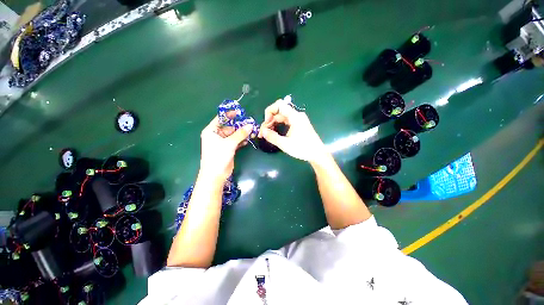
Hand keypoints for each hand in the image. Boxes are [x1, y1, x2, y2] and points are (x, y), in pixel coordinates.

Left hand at [199, 116, 252, 181]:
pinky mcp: (228, 148)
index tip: (240, 112)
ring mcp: (223, 142)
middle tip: (250, 124)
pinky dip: (241, 140)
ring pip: (234, 134)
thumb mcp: (229, 143)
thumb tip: (251, 125)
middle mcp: (216, 135)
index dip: (230, 115)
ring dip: (242, 133)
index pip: (221, 119)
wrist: (216, 174)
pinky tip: (248, 139)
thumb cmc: (218, 156)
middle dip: (239, 126)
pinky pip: (236, 141)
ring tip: (252, 132)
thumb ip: (240, 133)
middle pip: (229, 127)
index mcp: (211, 131)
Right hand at [258, 97, 327, 162]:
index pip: (279, 105)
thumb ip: (272, 137)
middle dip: (269, 121)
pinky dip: (278, 126)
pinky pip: (286, 122)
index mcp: (295, 116)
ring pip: (281, 117)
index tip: (266, 123)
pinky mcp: (298, 125)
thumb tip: (262, 131)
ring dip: (273, 124)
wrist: (317, 154)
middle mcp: (296, 115)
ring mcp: (298, 120)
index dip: (269, 111)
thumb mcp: (285, 144)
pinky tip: (274, 133)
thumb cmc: (302, 148)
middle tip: (263, 133)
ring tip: (266, 134)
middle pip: (279, 112)